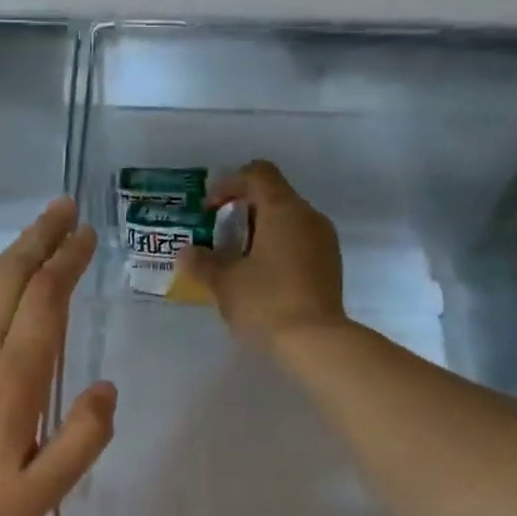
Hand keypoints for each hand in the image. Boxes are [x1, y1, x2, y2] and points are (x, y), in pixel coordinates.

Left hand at [0, 198, 115, 515]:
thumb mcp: (42, 493)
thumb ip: (83, 438)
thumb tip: (106, 387)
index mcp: (14, 379)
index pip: (47, 300)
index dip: (68, 261)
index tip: (86, 235)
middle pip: (12, 276)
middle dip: (42, 238)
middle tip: (64, 209)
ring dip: (8, 253)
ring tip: (32, 234)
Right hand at [175, 160, 346, 345]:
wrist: (315, 341)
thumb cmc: (266, 302)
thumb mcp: (225, 282)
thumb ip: (202, 262)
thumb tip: (187, 253)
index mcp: (283, 209)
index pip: (257, 174)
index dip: (229, 184)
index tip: (209, 211)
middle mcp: (308, 216)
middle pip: (273, 196)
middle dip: (241, 212)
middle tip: (217, 239)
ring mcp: (324, 241)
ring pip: (287, 221)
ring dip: (259, 233)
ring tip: (236, 262)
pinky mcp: (329, 265)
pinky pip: (298, 243)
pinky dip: (276, 249)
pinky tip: (260, 279)